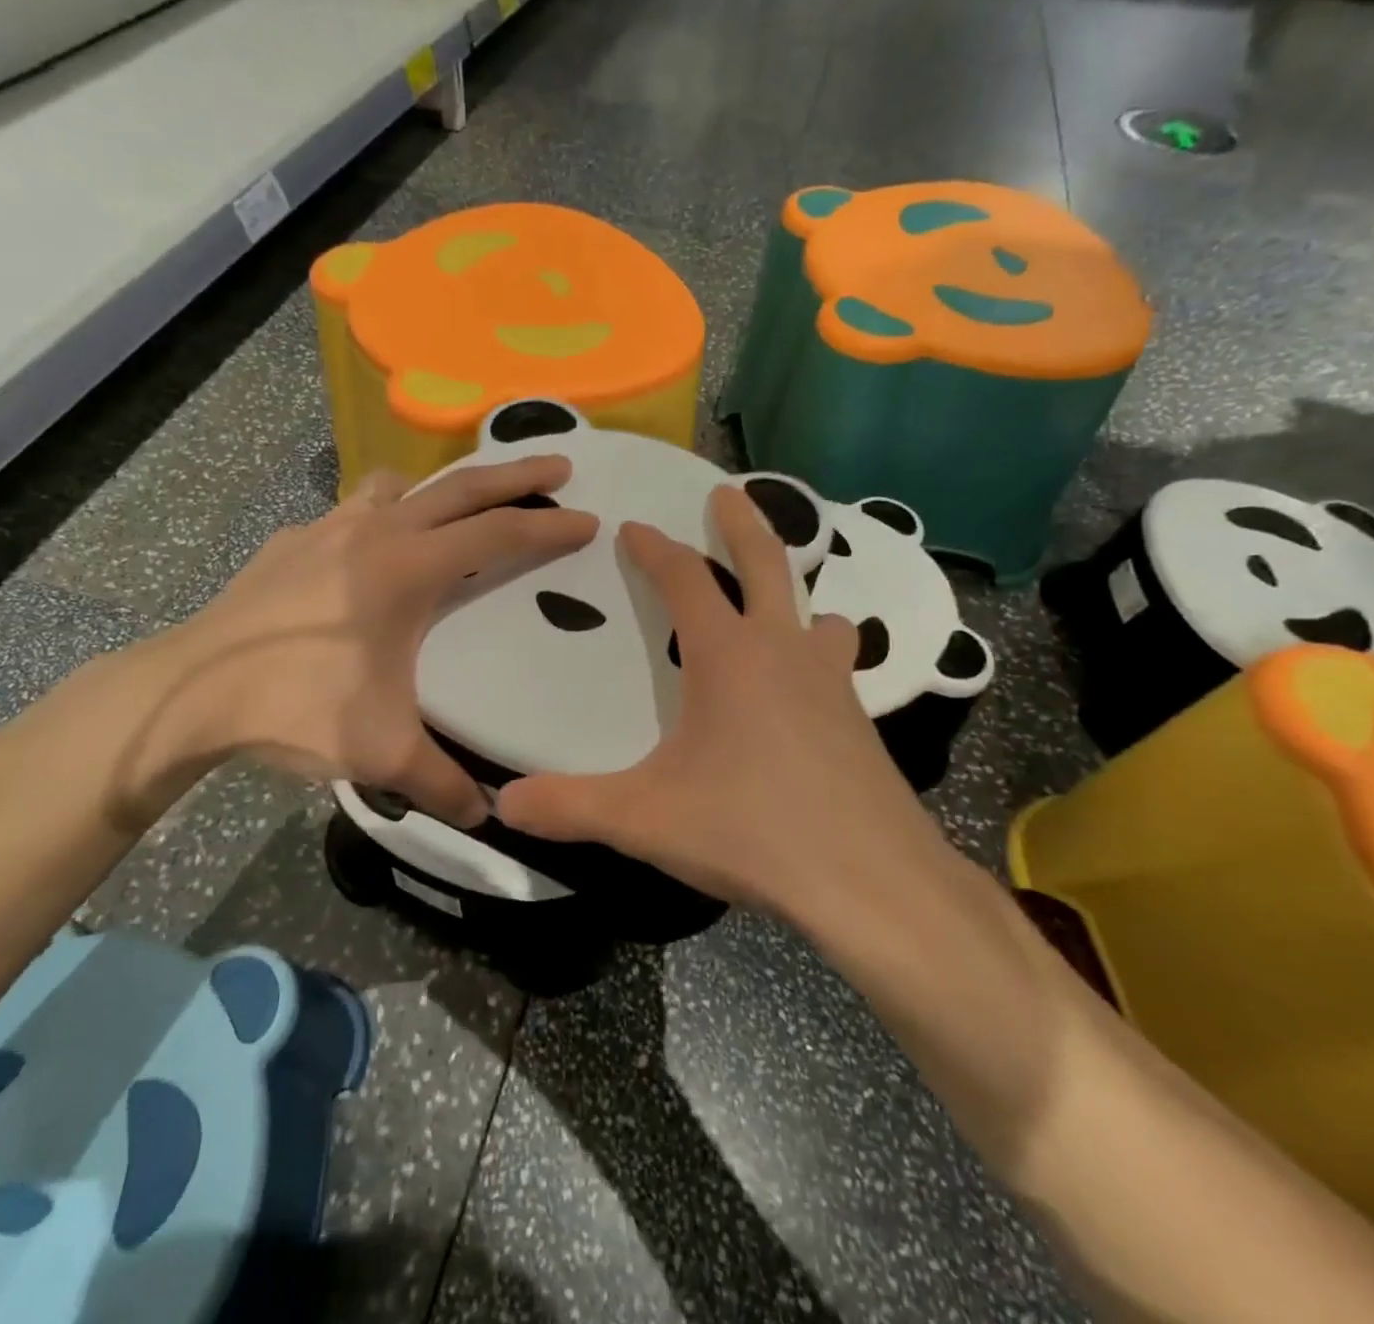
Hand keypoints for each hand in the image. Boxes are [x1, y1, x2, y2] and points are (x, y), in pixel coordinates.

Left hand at [134, 456, 596, 826]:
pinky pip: (350, 512)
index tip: (589, 520)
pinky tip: (367, 558)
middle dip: (516, 474)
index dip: (549, 528)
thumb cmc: (295, 708)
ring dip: (439, 490)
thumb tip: (485, 818)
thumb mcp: (380, 753)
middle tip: (559, 465)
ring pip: (399, 487)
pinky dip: (378, 518)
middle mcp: (374, 532)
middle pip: (461, 488)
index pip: (498, 536)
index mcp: (408, 569)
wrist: (189, 692)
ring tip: (455, 513)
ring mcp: (326, 528)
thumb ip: (442, 784)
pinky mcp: (290, 541)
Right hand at [498, 484, 945, 913]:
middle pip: (766, 564)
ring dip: (793, 597)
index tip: (634, 528)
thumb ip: (570, 807)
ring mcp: (831, 683)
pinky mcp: (860, 721)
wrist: (871, 880)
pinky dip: (817, 655)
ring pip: (816, 615)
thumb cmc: (752, 830)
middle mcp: (783, 651)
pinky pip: (836, 665)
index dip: (654, 549)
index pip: (684, 579)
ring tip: (778, 602)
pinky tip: (807, 691)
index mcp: (727, 656)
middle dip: (741, 523)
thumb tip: (503, 802)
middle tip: (726, 493)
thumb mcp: (645, 819)